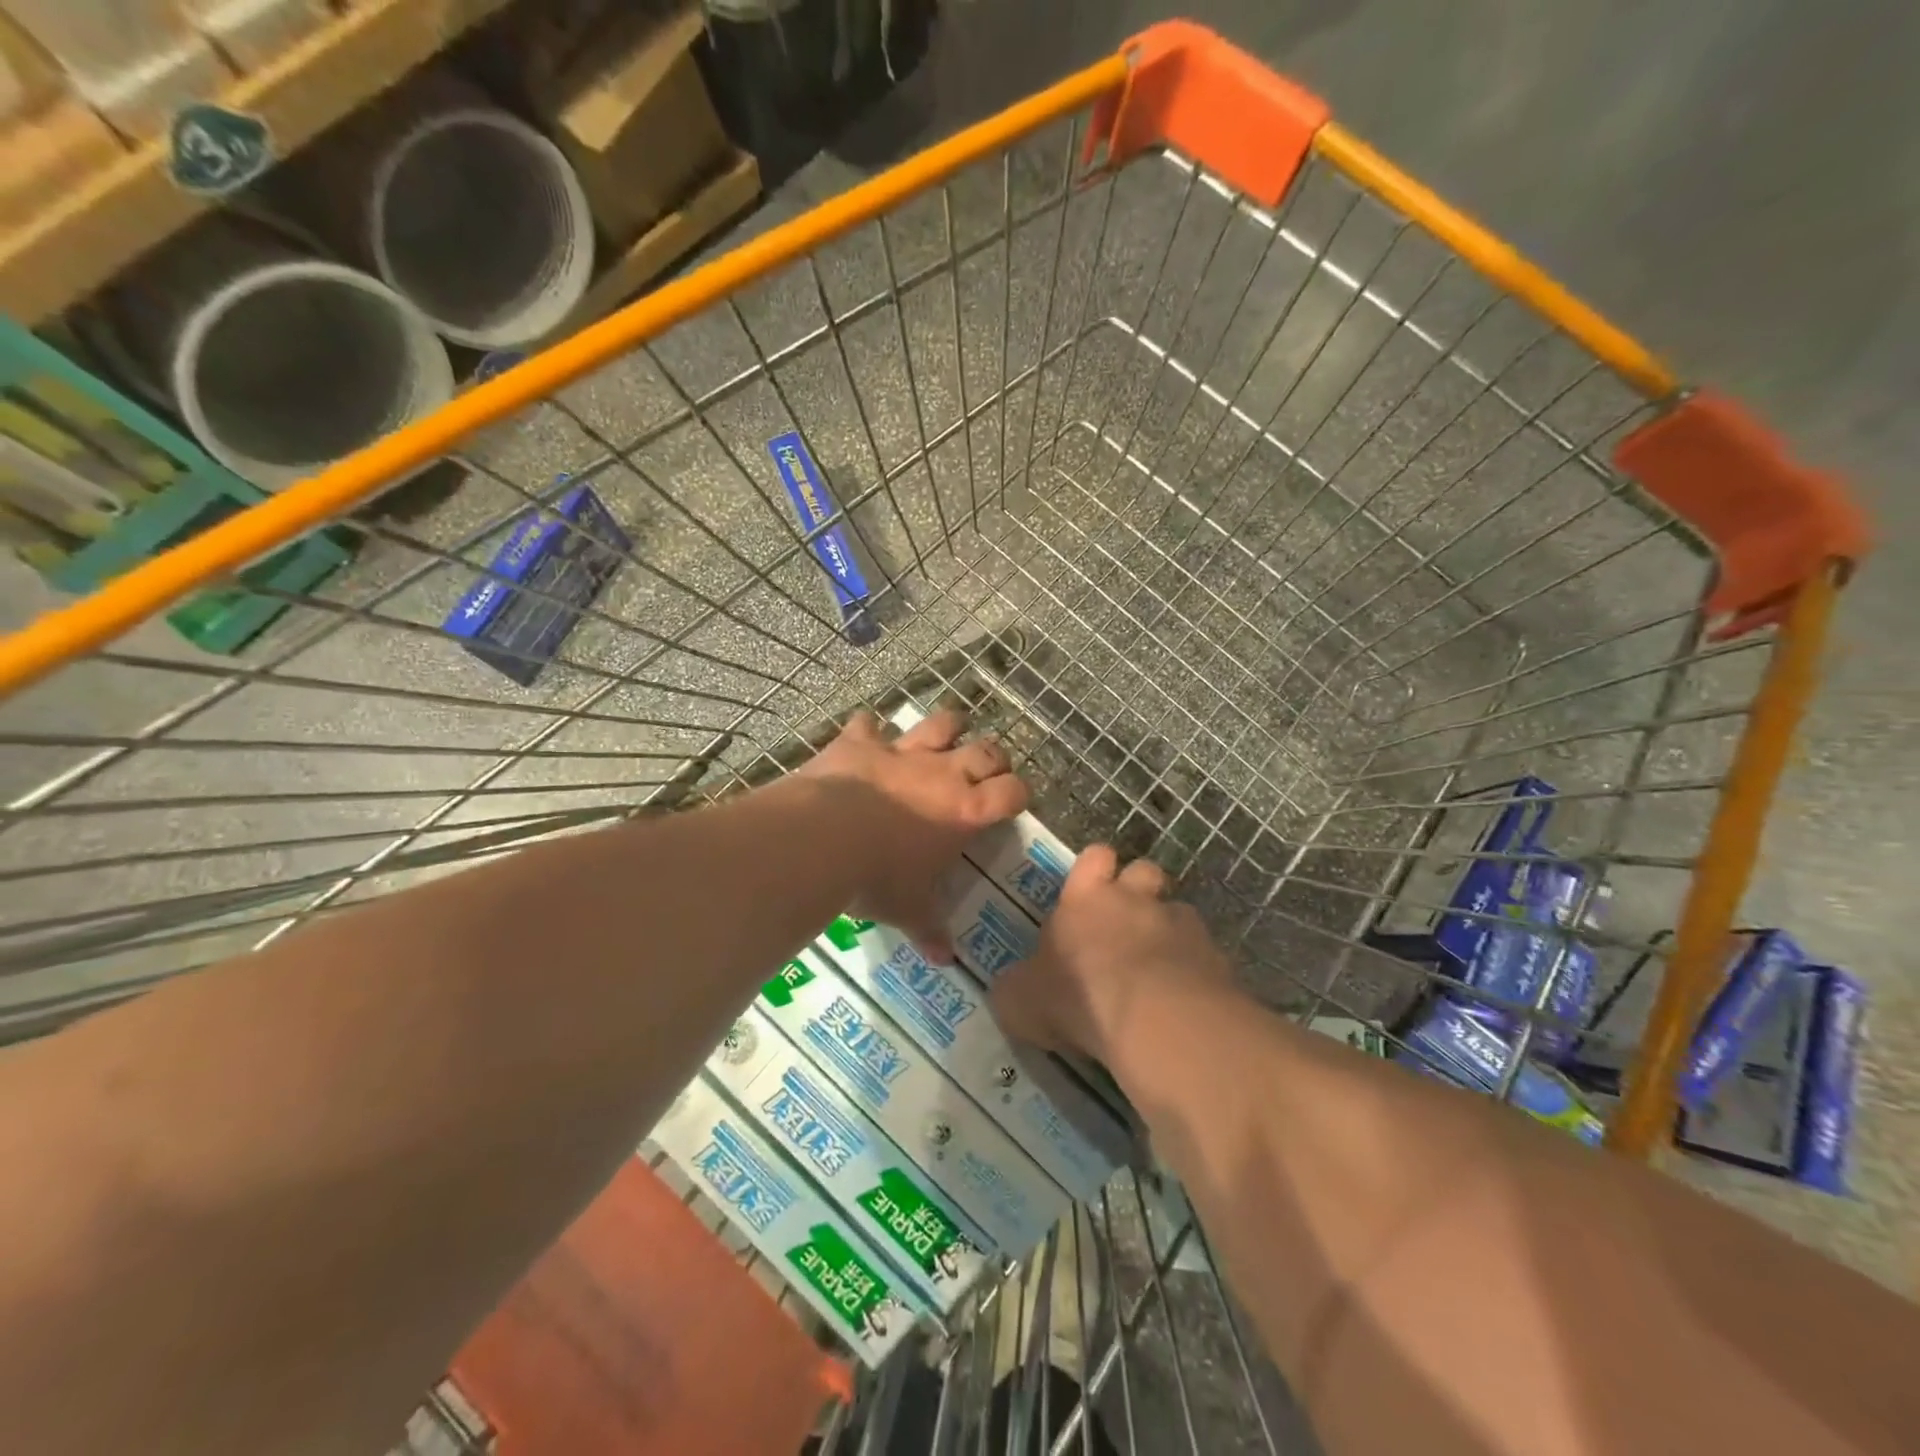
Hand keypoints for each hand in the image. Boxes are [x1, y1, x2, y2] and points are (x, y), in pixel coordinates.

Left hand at [797, 708, 1027, 959]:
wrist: (822, 838)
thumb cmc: (877, 878)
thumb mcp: (906, 909)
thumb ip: (929, 929)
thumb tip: (944, 960)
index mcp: (965, 811)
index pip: (1012, 792)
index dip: (1018, 794)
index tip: (1014, 802)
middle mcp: (942, 773)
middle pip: (987, 751)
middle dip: (993, 758)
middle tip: (987, 770)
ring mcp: (901, 752)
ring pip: (940, 723)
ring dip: (948, 726)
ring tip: (950, 732)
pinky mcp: (860, 742)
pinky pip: (868, 725)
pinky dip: (869, 728)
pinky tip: (867, 732)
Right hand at [991, 844, 1232, 1062]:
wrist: (1156, 1020)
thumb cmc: (1078, 997)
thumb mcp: (1020, 1000)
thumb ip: (1017, 987)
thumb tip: (1015, 987)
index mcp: (1086, 899)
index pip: (1094, 857)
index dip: (1094, 869)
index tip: (1089, 892)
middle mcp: (1135, 900)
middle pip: (1144, 870)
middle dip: (1139, 890)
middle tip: (1126, 926)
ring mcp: (1180, 925)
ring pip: (1178, 911)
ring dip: (1169, 932)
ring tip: (1160, 968)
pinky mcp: (1215, 957)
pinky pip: (1205, 954)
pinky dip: (1196, 970)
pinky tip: (1185, 1000)